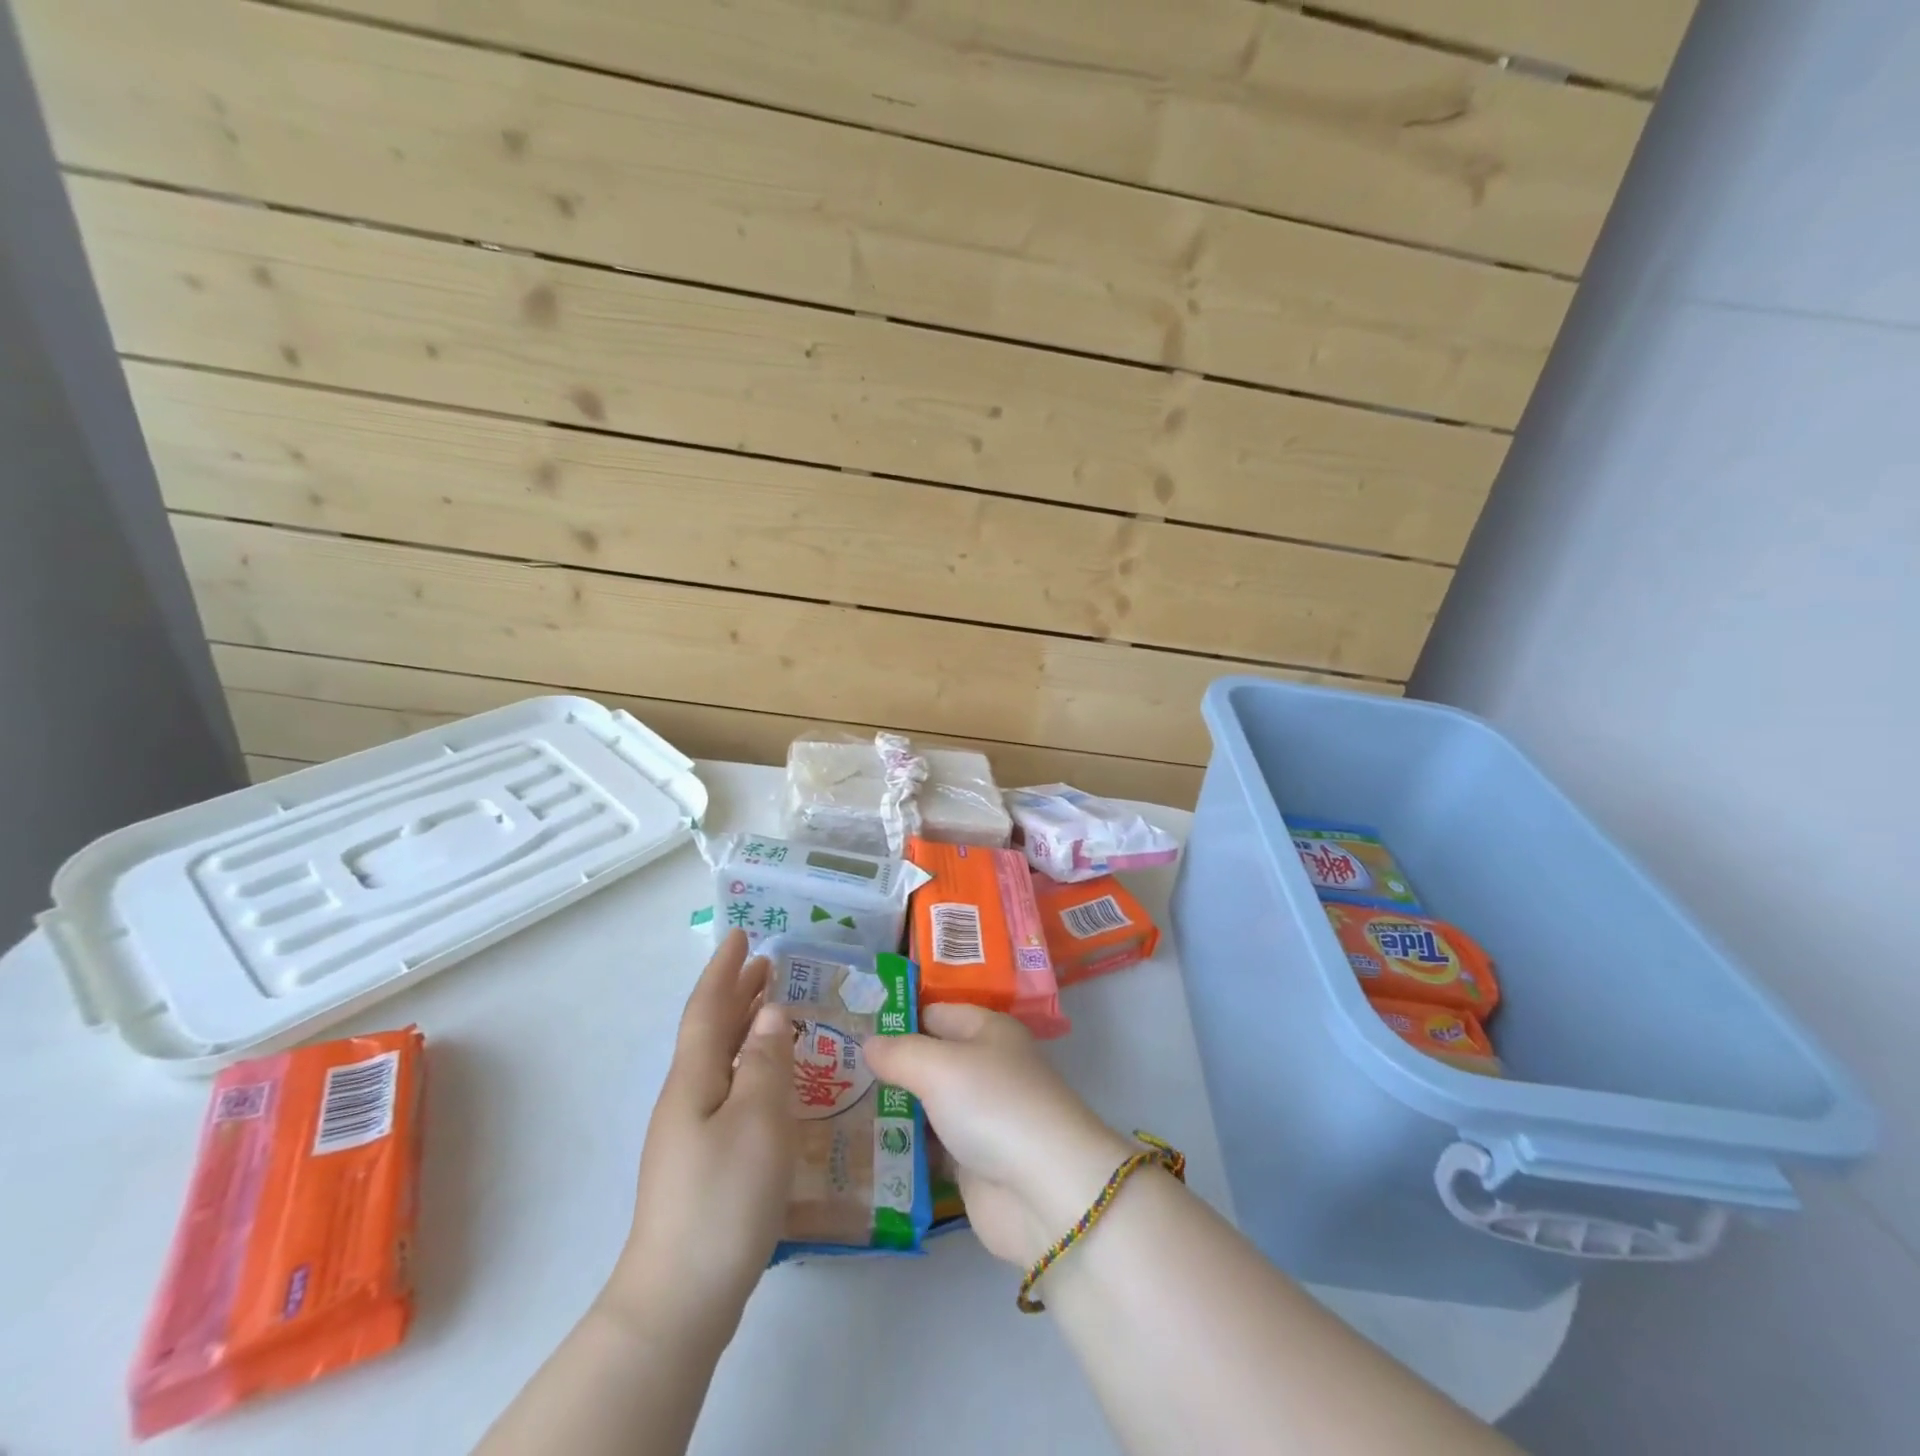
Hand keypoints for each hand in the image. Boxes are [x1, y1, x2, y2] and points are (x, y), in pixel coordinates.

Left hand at [601, 930, 794, 1350]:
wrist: (679, 1298)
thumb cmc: (723, 1198)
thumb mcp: (758, 1122)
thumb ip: (767, 1063)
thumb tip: (771, 1013)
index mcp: (695, 1079)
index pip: (708, 1008)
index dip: (724, 969)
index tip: (741, 934)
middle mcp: (687, 1097)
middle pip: (711, 1030)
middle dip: (736, 992)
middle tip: (767, 963)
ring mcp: (691, 1132)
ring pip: (720, 1060)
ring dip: (744, 1026)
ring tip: (773, 1007)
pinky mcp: (703, 1161)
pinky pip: (729, 1089)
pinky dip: (750, 1065)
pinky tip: (771, 1079)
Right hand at [863, 1005, 1133, 1266]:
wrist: (1043, 1191)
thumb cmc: (993, 1105)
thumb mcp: (939, 1066)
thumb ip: (899, 1053)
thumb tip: (868, 1044)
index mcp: (988, 1030)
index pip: (935, 1012)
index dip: (897, 1017)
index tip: (850, 1027)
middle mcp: (986, 1067)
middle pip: (930, 1058)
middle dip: (889, 1065)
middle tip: (835, 1071)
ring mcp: (981, 1116)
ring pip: (928, 1103)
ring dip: (893, 1107)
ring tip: (838, 1106)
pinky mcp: (974, 1162)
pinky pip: (931, 1146)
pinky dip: (905, 1147)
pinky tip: (864, 1147)